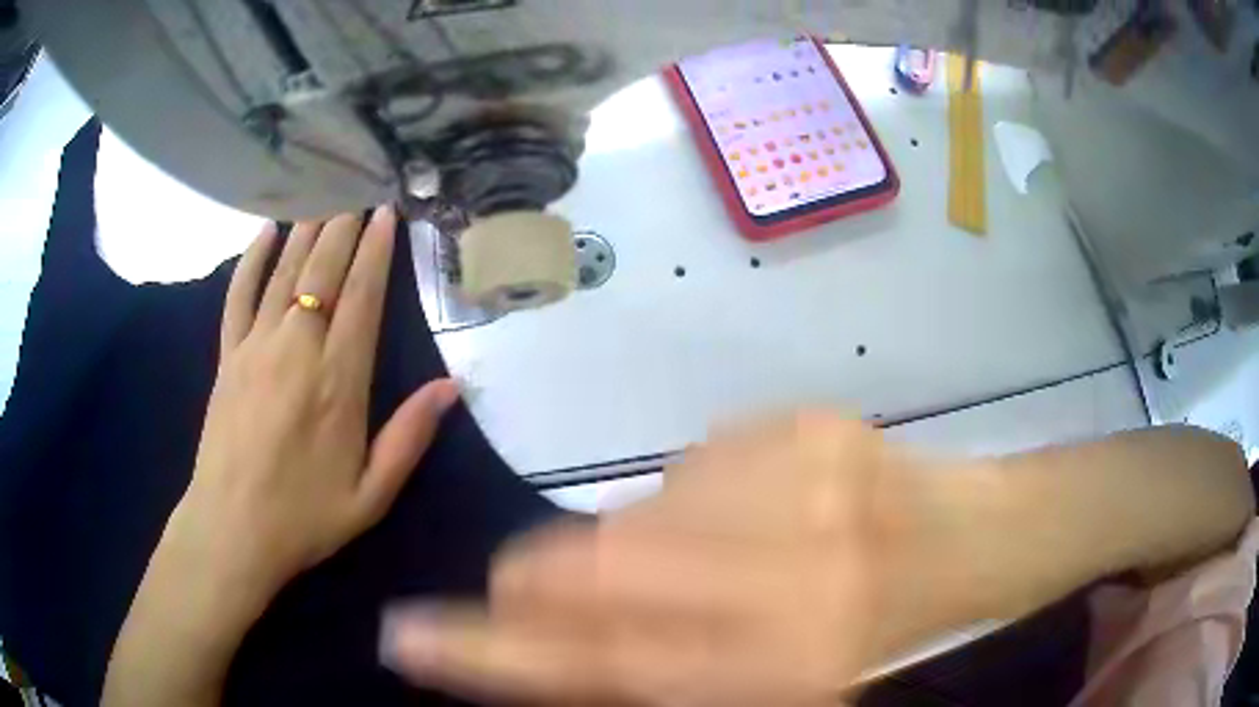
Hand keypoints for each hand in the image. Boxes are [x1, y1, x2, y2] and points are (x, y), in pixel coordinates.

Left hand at [168, 207, 459, 599]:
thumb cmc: (305, 517)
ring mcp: (257, 348)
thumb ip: (409, 436)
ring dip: (306, 231)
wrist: (232, 530)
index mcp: (339, 383)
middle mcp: (298, 350)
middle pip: (324, 273)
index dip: (376, 252)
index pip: (363, 298)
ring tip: (325, 197)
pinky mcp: (228, 356)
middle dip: (344, 228)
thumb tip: (451, 385)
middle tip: (359, 190)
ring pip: (286, 274)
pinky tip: (265, 232)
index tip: (386, 214)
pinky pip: (239, 295)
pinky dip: (252, 260)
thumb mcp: (371, 494)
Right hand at [383, 413, 989, 706]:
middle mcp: (787, 573)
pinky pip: (695, 464)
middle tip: (534, 588)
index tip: (408, 637)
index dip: (484, 655)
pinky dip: (697, 498)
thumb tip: (561, 639)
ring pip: (639, 510)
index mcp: (779, 667)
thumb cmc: (881, 642)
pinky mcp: (804, 423)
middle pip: (590, 567)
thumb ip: (659, 668)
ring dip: (644, 544)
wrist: (970, 544)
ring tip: (719, 560)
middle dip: (539, 582)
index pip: (589, 665)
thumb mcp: (777, 690)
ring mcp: (799, 480)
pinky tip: (761, 514)